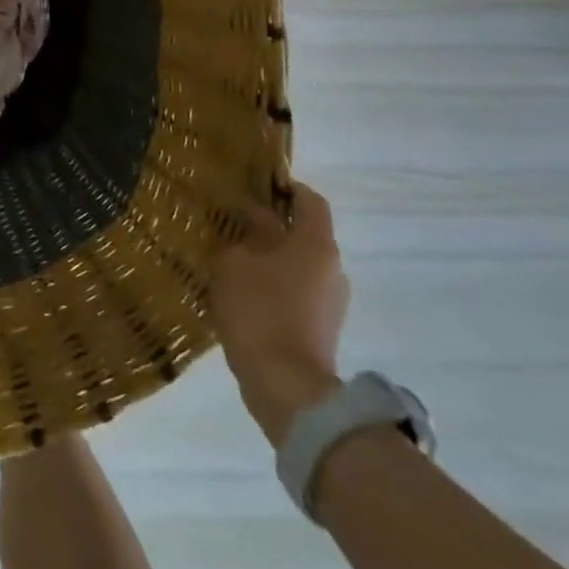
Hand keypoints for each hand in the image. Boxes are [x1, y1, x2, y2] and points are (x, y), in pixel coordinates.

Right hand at [211, 181, 349, 446]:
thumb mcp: (235, 261)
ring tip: (235, 260)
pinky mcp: (323, 327)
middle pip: (306, 234)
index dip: (287, 187)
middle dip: (274, 226)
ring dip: (273, 258)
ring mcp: (332, 301)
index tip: (260, 183)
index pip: (310, 201)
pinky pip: (299, 292)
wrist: (286, 385)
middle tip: (236, 223)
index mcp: (316, 244)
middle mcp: (333, 268)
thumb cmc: (259, 310)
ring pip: (301, 265)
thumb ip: (246, 233)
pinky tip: (245, 293)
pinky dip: (276, 285)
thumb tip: (256, 217)